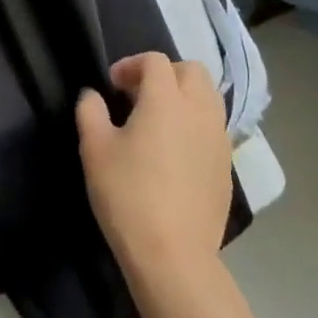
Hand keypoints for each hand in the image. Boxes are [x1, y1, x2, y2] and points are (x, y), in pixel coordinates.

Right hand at [76, 53, 231, 279]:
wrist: (174, 257)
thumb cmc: (128, 195)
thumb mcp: (94, 149)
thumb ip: (90, 111)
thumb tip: (93, 96)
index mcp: (166, 99)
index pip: (155, 61)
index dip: (131, 65)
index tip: (112, 86)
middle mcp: (199, 111)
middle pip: (192, 70)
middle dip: (166, 73)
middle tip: (140, 95)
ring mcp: (219, 140)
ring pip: (209, 97)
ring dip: (185, 97)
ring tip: (160, 121)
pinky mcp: (227, 168)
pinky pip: (215, 129)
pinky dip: (196, 125)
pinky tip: (176, 152)